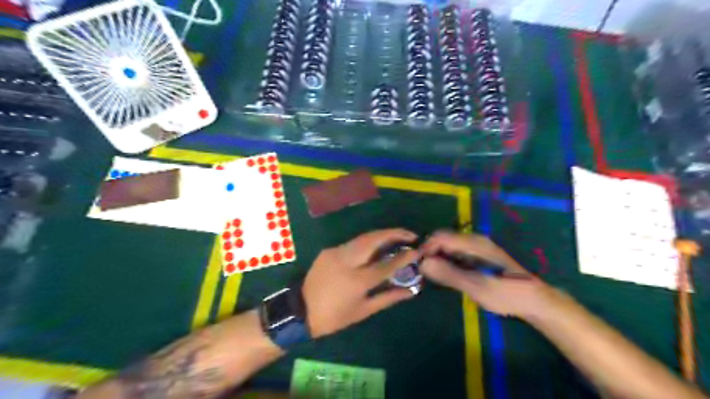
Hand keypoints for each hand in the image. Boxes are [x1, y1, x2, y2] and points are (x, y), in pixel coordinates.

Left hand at [301, 229, 419, 337]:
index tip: (417, 250)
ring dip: (382, 235)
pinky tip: (375, 247)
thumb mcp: (363, 311)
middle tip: (410, 234)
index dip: (404, 256)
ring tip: (397, 237)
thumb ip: (388, 298)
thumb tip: (411, 291)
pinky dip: (367, 242)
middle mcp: (347, 261)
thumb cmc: (334, 317)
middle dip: (394, 233)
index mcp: (357, 280)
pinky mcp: (329, 250)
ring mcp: (336, 252)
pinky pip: (352, 243)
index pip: (386, 264)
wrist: (300, 310)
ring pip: (363, 237)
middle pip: (374, 239)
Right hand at [420, 230, 554, 317]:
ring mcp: (476, 248)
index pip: (440, 236)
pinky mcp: (477, 256)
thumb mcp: (476, 286)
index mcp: (473, 243)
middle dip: (430, 254)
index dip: (426, 248)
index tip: (417, 266)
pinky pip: (455, 254)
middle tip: (424, 274)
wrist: (533, 300)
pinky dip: (446, 263)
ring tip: (432, 277)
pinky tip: (446, 276)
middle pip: (442, 240)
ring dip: (437, 259)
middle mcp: (473, 240)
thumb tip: (422, 263)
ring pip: (447, 247)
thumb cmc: (506, 293)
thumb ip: (449, 274)